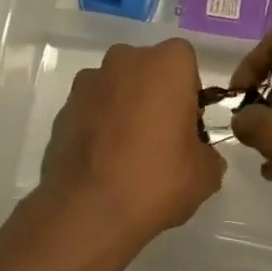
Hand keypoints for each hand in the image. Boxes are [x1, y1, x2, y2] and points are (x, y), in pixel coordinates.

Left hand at [24, 39, 224, 264]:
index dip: (189, 92)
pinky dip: (98, 126)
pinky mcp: (63, 108)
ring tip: (127, 153)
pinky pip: (91, 110)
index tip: (188, 124)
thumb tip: (200, 155)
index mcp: (167, 64)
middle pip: (147, 70)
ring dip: (123, 108)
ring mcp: (88, 82)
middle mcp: (125, 60)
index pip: (185, 62)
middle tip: (160, 137)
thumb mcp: (205, 175)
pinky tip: (103, 162)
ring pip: (116, 88)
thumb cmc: (156, 179)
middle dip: (154, 95)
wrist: (88, 210)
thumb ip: (208, 154)